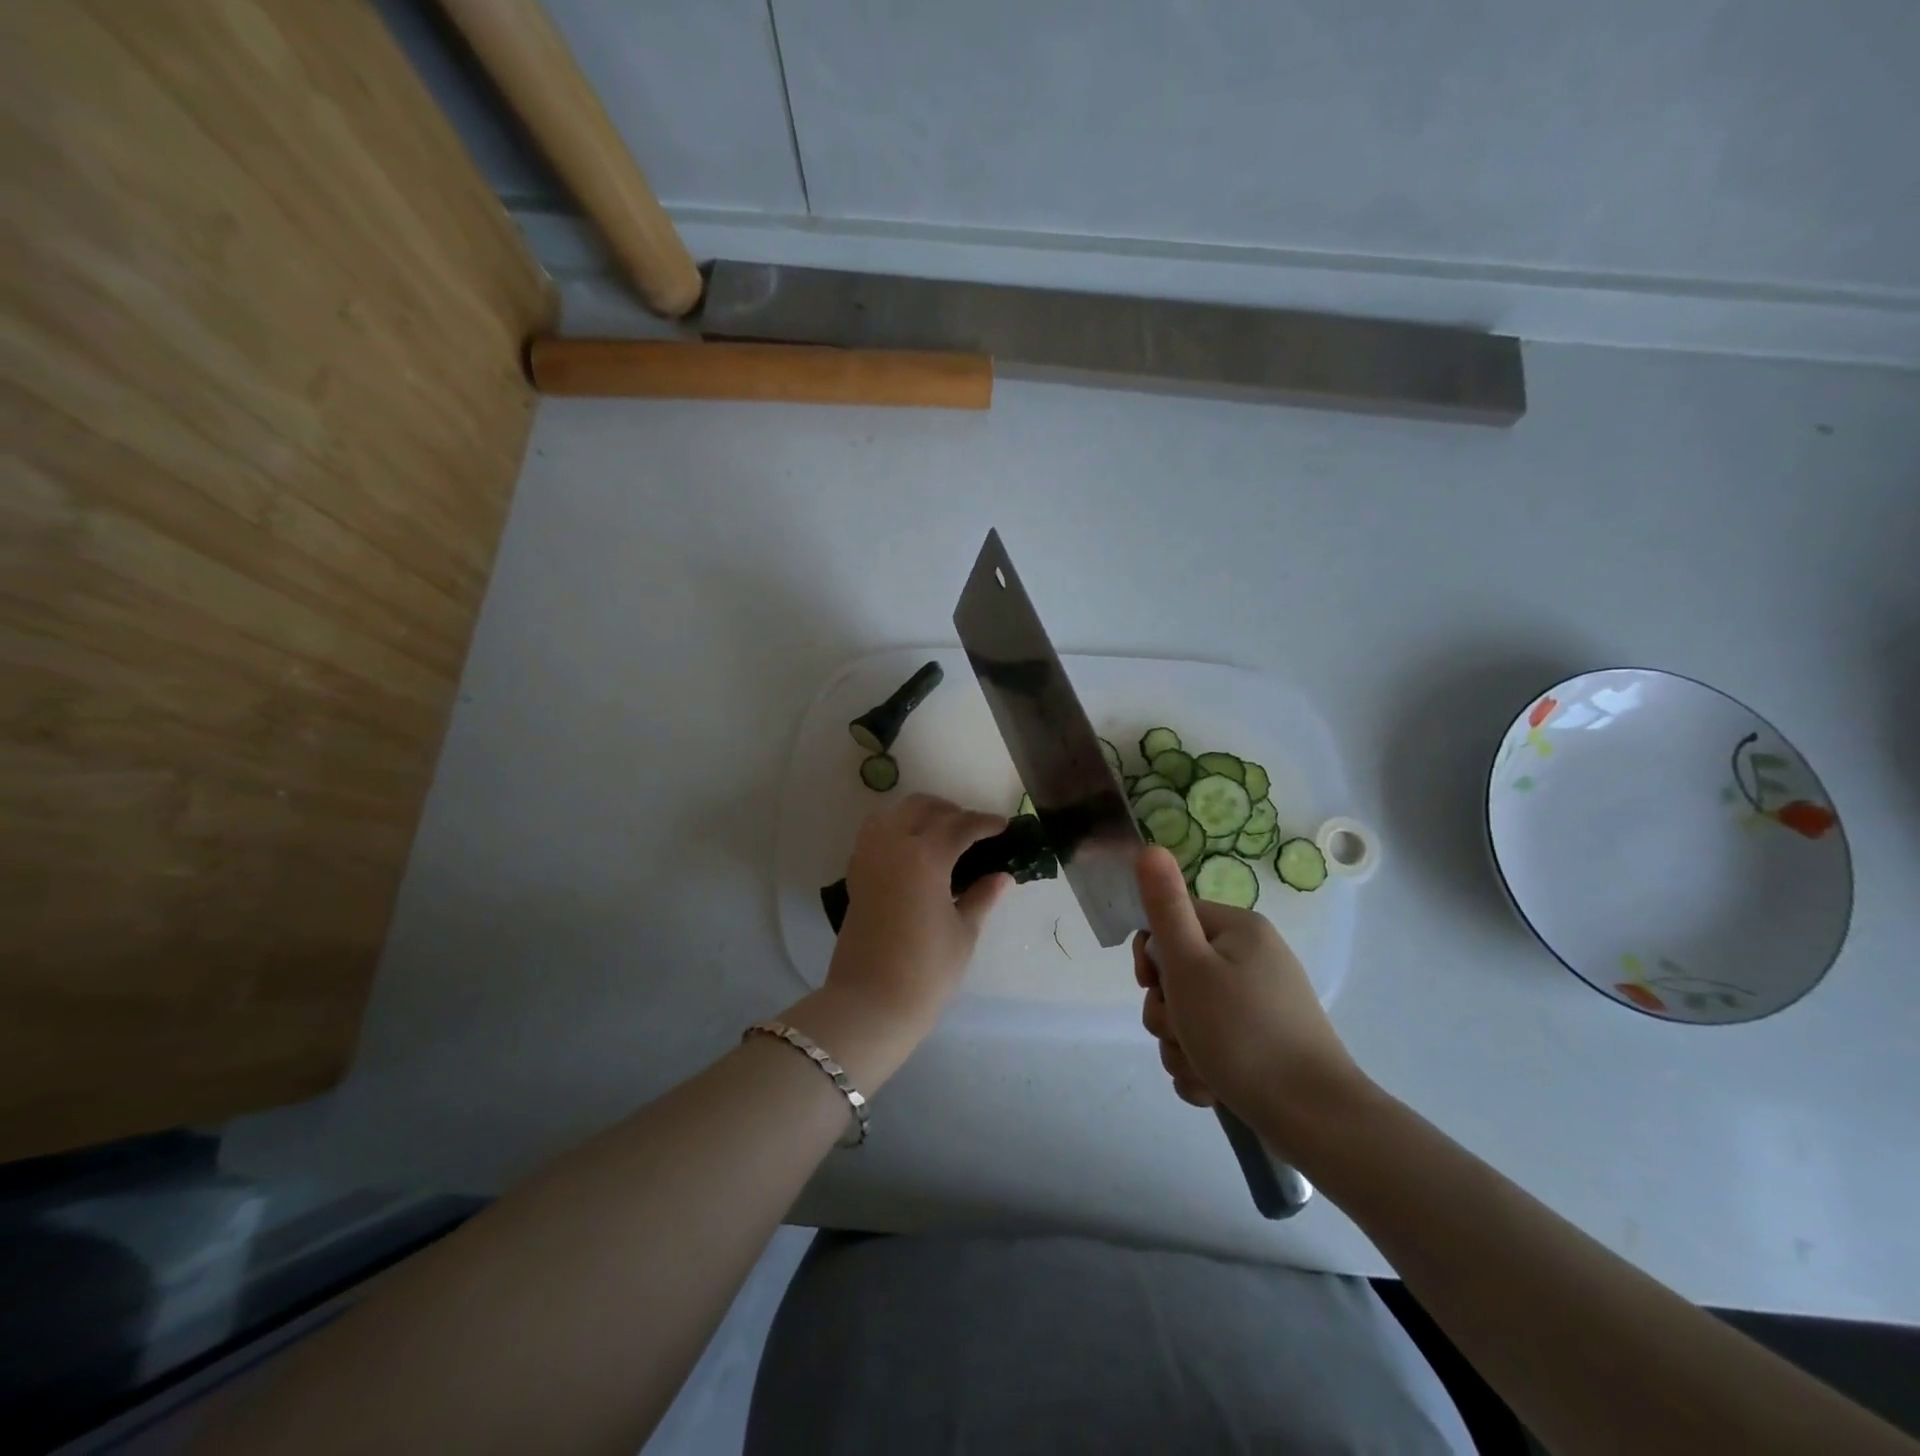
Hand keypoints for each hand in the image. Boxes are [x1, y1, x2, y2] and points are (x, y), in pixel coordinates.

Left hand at [827, 794, 1009, 1034]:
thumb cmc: (926, 971)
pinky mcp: (855, 874)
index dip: (985, 823)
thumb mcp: (963, 932)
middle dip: (951, 811)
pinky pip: (874, 833)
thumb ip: (982, 897)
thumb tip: (1001, 877)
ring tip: (941, 834)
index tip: (1003, 826)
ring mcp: (869, 857)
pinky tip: (912, 851)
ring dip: (919, 814)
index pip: (961, 825)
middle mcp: (893, 846)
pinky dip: (895, 828)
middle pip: (922, 807)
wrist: (870, 1003)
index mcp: (926, 857)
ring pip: (893, 813)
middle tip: (973, 830)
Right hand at [1132, 847, 1366, 1152]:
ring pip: (1189, 1015)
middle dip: (1166, 1010)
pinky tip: (1212, 1087)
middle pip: (1177, 973)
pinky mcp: (1262, 1045)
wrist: (1315, 1121)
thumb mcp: (1190, 966)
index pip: (1171, 922)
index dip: (1152, 956)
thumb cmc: (1242, 1034)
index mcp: (1239, 930)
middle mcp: (1252, 959)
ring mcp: (1259, 1004)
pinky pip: (1211, 1044)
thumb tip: (1150, 847)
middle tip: (1181, 1031)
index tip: (1153, 985)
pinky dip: (1202, 1066)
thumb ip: (1165, 907)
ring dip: (1179, 1045)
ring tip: (1201, 1068)